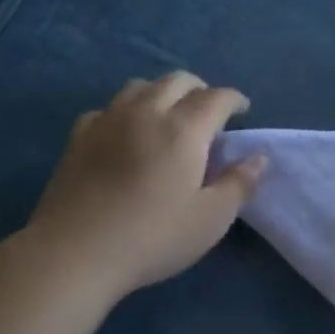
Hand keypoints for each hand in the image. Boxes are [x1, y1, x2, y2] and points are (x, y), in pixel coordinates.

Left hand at [24, 72, 265, 299]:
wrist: (75, 253)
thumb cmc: (153, 238)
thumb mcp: (210, 219)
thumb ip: (238, 184)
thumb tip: (259, 157)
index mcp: (183, 130)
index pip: (216, 98)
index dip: (234, 99)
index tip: (243, 110)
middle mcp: (146, 113)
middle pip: (177, 80)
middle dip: (200, 89)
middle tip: (209, 111)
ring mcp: (107, 121)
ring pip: (139, 86)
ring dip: (162, 92)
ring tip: (168, 114)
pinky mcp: (78, 137)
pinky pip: (107, 108)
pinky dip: (125, 111)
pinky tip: (124, 132)